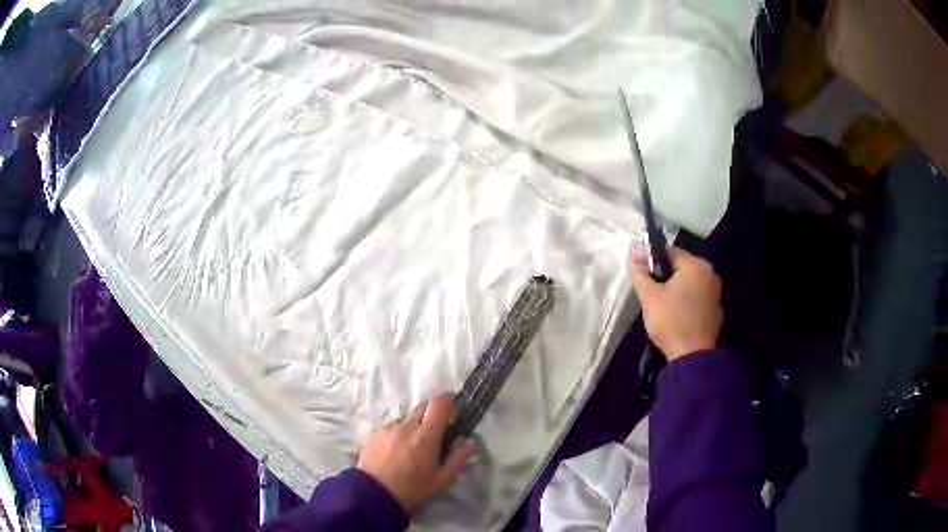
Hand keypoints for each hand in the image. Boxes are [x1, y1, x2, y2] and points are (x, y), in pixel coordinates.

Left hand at [357, 393, 477, 512]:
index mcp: (425, 435)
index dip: (450, 400)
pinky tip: (396, 452)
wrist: (373, 496)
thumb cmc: (412, 490)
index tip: (455, 407)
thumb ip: (459, 458)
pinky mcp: (373, 433)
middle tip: (437, 433)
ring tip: (413, 448)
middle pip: (423, 406)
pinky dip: (398, 433)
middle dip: (433, 414)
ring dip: (414, 425)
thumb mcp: (441, 480)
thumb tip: (472, 443)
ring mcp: (387, 428)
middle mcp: (405, 426)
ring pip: (406, 417)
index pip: (439, 403)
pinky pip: (391, 426)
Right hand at [631, 246, 722, 360]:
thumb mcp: (649, 295)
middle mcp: (709, 274)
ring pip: (690, 283)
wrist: (692, 356)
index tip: (641, 273)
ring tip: (660, 303)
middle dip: (664, 275)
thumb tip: (635, 249)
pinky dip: (686, 301)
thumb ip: (641, 271)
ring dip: (675, 288)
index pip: (669, 251)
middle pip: (681, 267)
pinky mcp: (715, 310)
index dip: (652, 259)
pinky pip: (697, 297)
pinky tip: (675, 314)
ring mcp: (715, 292)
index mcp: (695, 265)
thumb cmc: (670, 320)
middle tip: (649, 290)